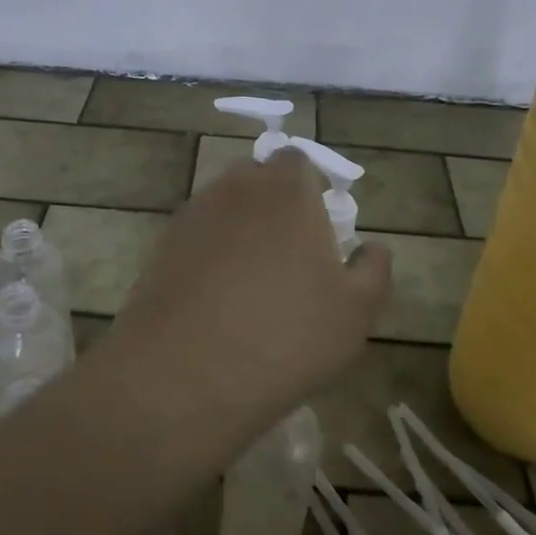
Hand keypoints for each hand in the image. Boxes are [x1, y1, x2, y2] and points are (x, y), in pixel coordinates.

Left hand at [104, 147, 391, 423]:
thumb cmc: (285, 336)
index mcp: (287, 190)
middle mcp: (236, 188)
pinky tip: (217, 299)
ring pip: (225, 207)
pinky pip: (198, 236)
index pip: (299, 161)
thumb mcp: (355, 313)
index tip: (321, 226)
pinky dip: (210, 253)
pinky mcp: (162, 245)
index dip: (312, 187)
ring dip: (241, 229)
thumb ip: (373, 270)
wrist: (184, 374)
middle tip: (291, 254)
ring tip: (253, 282)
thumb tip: (373, 247)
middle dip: (275, 204)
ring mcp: (193, 215)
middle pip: (259, 178)